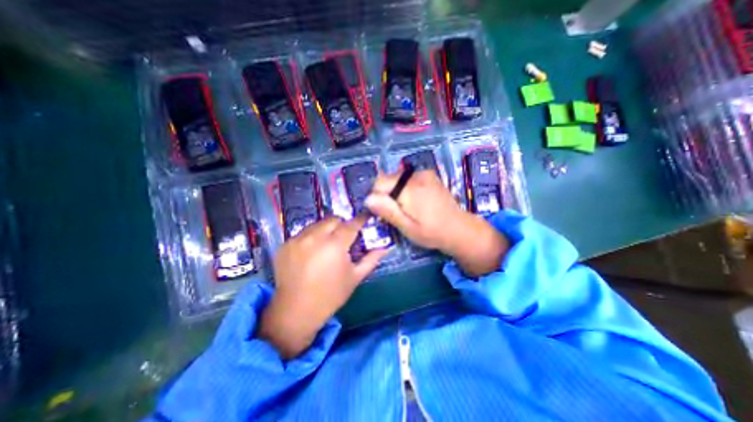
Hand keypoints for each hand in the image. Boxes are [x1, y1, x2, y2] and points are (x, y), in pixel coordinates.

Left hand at [259, 218, 387, 358]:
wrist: (296, 312)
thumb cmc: (331, 295)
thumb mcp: (355, 277)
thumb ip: (371, 259)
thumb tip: (385, 247)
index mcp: (335, 245)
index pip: (351, 224)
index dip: (360, 219)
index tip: (366, 217)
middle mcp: (315, 237)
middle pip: (333, 219)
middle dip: (342, 225)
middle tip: (345, 238)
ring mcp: (297, 239)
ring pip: (317, 224)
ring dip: (325, 230)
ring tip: (326, 246)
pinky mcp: (285, 244)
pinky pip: (303, 233)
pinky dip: (311, 238)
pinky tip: (311, 253)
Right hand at [363, 169, 507, 277]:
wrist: (459, 228)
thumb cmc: (431, 232)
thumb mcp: (407, 227)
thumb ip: (388, 211)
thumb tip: (368, 198)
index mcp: (410, 188)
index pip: (379, 183)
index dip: (377, 198)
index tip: (385, 212)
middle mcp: (416, 175)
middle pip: (388, 180)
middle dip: (387, 195)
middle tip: (397, 213)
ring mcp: (424, 173)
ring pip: (397, 179)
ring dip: (396, 192)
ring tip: (408, 208)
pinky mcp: (429, 175)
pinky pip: (407, 178)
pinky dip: (406, 188)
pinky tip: (415, 201)